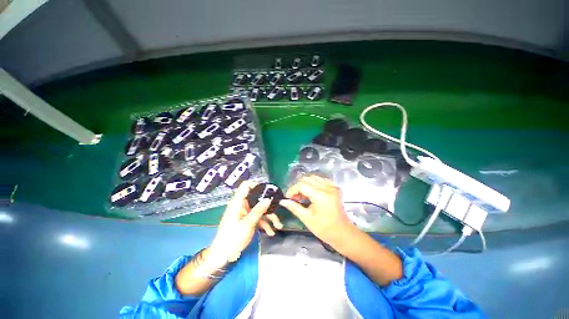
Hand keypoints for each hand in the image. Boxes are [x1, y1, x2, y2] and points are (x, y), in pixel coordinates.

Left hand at [208, 181, 282, 265]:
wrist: (223, 255)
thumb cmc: (233, 238)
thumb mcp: (247, 224)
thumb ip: (258, 210)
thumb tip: (268, 199)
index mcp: (238, 203)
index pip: (245, 186)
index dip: (256, 185)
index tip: (268, 190)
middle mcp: (242, 205)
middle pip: (256, 199)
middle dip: (268, 205)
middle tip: (279, 207)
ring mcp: (245, 213)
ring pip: (259, 210)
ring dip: (269, 217)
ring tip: (279, 226)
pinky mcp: (247, 220)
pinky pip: (258, 218)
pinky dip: (264, 224)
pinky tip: (271, 232)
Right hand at [279, 175, 354, 248]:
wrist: (343, 233)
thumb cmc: (324, 229)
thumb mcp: (307, 219)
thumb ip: (294, 207)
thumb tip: (282, 201)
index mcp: (320, 195)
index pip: (301, 185)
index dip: (292, 189)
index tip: (288, 198)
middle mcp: (327, 187)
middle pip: (307, 178)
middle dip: (298, 186)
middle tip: (294, 197)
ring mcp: (332, 186)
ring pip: (314, 177)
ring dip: (305, 184)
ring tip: (302, 195)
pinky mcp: (335, 188)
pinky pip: (321, 180)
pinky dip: (313, 183)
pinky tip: (311, 192)